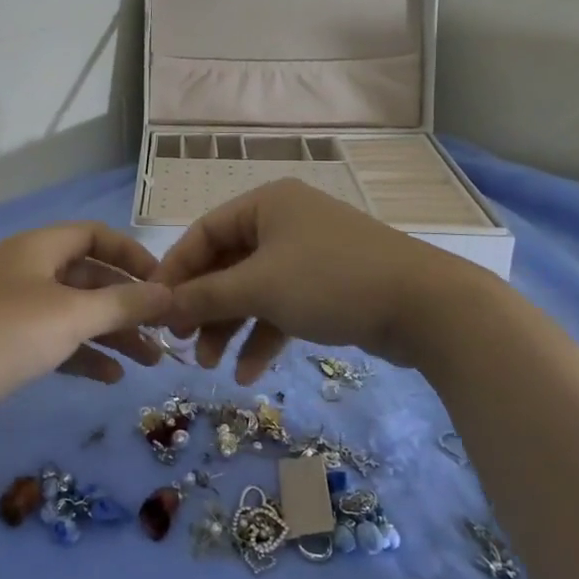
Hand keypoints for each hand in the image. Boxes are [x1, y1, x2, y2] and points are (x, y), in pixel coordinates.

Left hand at [0, 222, 172, 422]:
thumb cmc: (13, 331)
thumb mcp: (74, 314)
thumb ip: (124, 303)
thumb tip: (168, 294)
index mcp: (39, 247)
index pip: (95, 235)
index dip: (131, 255)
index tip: (162, 282)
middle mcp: (28, 269)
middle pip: (89, 277)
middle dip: (127, 304)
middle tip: (163, 330)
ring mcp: (16, 306)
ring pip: (75, 312)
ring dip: (112, 333)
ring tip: (150, 361)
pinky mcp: (8, 341)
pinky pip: (56, 338)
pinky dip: (84, 353)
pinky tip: (112, 376)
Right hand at [152, 179, 495, 381]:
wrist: (425, 306)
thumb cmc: (329, 281)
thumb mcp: (259, 287)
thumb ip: (205, 296)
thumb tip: (158, 305)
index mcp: (265, 204)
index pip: (204, 233)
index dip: (175, 270)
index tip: (153, 306)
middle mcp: (284, 222)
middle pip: (228, 265)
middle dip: (204, 307)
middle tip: (183, 344)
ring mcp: (308, 255)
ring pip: (254, 290)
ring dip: (231, 327)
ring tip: (211, 366)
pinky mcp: (329, 287)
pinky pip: (283, 307)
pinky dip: (265, 336)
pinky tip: (251, 373)